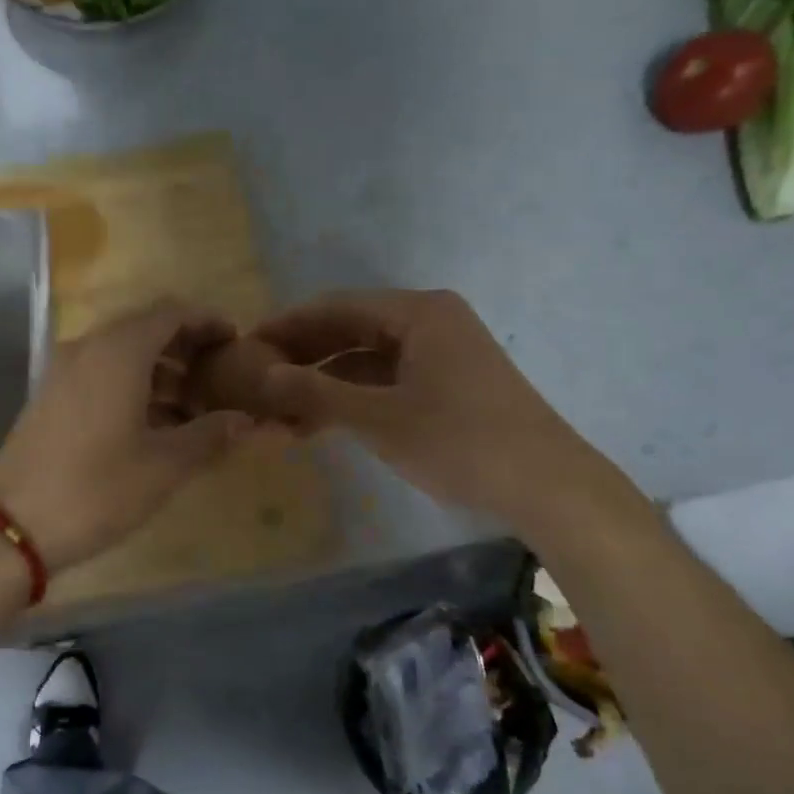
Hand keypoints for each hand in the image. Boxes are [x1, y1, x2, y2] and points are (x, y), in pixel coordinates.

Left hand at [0, 300, 254, 572]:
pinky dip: (131, 385)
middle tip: (219, 377)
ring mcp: (62, 371)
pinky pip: (99, 374)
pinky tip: (152, 423)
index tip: (236, 343)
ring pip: (121, 353)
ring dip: (160, 370)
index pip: (171, 312)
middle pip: (145, 328)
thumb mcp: (164, 466)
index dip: (207, 322)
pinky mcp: (49, 397)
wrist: (12, 526)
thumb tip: (246, 421)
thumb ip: (210, 435)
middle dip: (186, 347)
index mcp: (118, 352)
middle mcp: (87, 348)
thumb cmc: (97, 490)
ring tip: (193, 408)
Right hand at [254, 288, 607, 527]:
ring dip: (323, 384)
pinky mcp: (446, 385)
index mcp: (417, 312)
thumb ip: (316, 393)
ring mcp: (440, 354)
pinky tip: (317, 425)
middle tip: (255, 382)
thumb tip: (262, 375)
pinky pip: (385, 381)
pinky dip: (351, 399)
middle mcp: (428, 322)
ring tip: (278, 413)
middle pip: (349, 330)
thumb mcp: (378, 418)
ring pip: (365, 360)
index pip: (335, 307)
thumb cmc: (460, 441)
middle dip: (302, 357)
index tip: (245, 347)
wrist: (547, 487)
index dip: (287, 326)